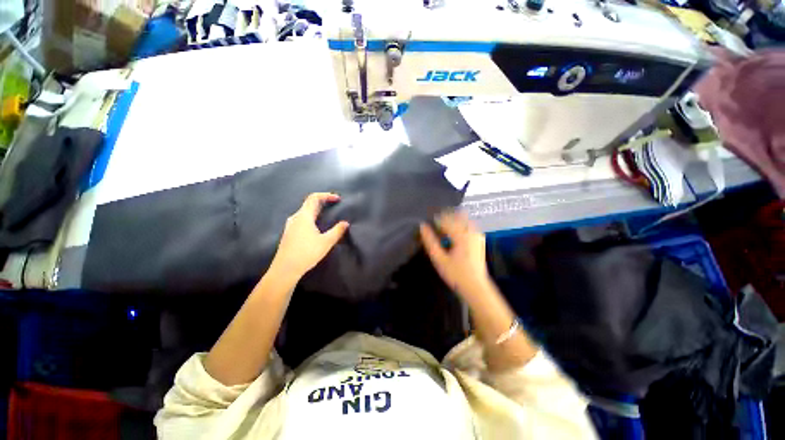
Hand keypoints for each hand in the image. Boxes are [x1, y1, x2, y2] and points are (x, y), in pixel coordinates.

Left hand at [271, 193, 348, 278]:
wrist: (285, 269)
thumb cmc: (306, 253)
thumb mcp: (326, 242)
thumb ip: (337, 231)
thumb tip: (345, 223)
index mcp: (304, 216)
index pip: (314, 198)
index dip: (326, 195)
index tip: (337, 199)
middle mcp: (295, 218)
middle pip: (309, 204)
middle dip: (323, 202)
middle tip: (334, 205)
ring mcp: (290, 226)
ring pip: (304, 212)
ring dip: (317, 210)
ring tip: (327, 215)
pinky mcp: (289, 233)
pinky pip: (302, 219)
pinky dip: (311, 217)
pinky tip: (316, 227)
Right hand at [420, 211, 490, 300]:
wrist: (476, 287)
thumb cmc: (456, 274)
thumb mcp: (439, 259)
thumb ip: (430, 241)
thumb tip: (422, 226)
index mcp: (461, 235)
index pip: (445, 219)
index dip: (434, 220)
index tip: (427, 224)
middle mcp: (471, 231)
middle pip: (455, 216)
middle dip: (443, 218)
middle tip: (433, 227)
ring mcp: (477, 234)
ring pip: (462, 219)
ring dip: (451, 221)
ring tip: (442, 231)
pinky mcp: (479, 239)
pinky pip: (467, 225)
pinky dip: (458, 225)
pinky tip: (452, 235)